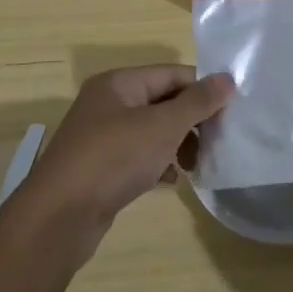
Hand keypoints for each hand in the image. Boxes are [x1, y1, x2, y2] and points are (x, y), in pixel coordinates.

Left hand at [12, 65, 233, 262]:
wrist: (59, 217)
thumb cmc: (114, 159)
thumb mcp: (162, 126)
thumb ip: (197, 102)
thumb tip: (228, 78)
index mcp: (119, 83)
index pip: (172, 74)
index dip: (203, 90)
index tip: (232, 113)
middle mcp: (108, 104)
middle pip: (163, 102)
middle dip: (192, 120)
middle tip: (218, 142)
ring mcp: (102, 137)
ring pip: (153, 131)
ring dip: (178, 144)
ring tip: (196, 165)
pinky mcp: (101, 168)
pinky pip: (139, 156)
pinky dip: (158, 164)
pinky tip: (171, 180)